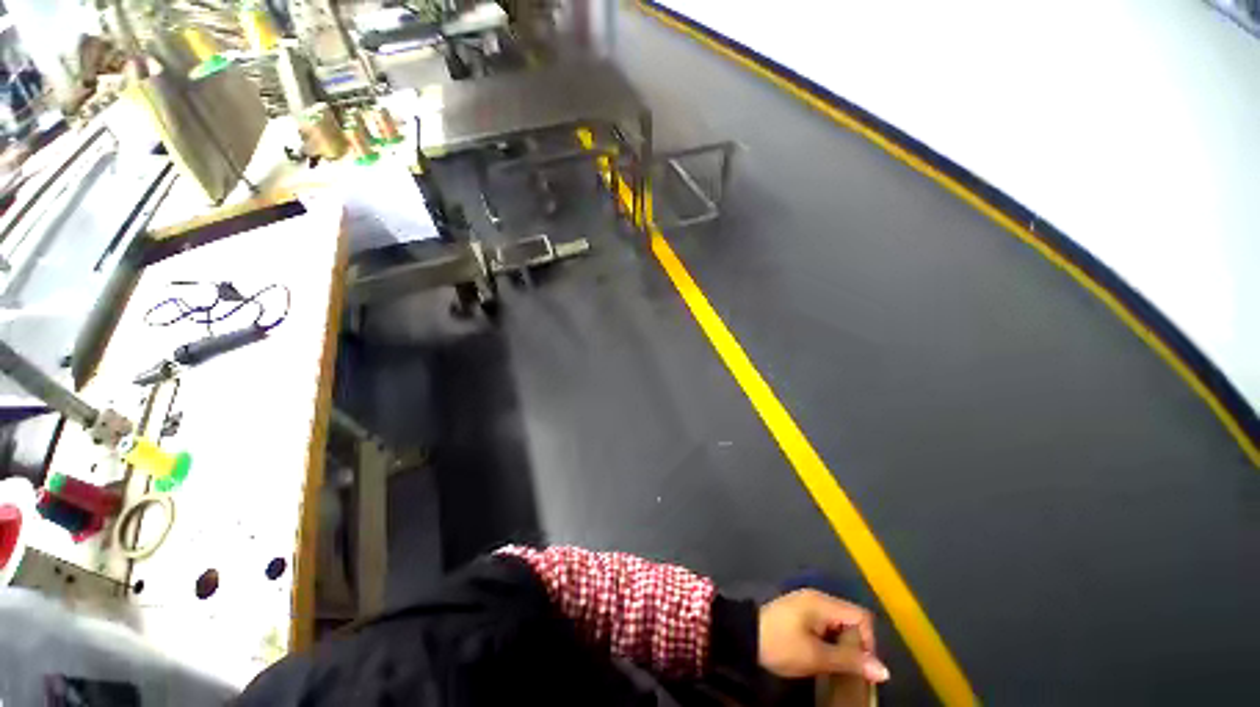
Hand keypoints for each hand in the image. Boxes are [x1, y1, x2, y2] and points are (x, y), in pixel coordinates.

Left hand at [757, 589, 889, 682]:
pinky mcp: (801, 613)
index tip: (862, 665)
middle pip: (851, 619)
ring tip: (840, 667)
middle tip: (851, 669)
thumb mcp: (816, 657)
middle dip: (857, 645)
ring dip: (844, 645)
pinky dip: (832, 641)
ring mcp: (808, 605)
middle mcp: (817, 598)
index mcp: (822, 603)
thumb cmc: (780, 645)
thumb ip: (849, 661)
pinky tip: (826, 658)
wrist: (745, 636)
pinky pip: (827, 625)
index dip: (868, 641)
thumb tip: (885, 671)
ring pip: (839, 624)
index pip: (861, 616)